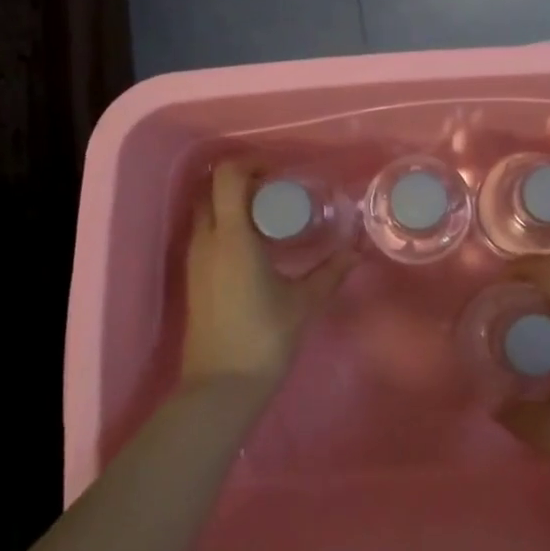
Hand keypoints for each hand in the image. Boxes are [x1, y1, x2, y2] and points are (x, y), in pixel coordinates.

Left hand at [181, 161, 357, 398]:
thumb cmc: (264, 338)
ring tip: (270, 216)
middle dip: (243, 182)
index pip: (228, 177)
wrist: (220, 388)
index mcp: (232, 237)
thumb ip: (331, 271)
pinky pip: (205, 234)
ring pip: (207, 212)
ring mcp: (194, 260)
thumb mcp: (304, 302)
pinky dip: (226, 225)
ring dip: (233, 204)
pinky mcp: (192, 278)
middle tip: (278, 191)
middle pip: (214, 190)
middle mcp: (206, 241)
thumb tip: (357, 250)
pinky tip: (256, 245)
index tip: (279, 171)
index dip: (251, 163)